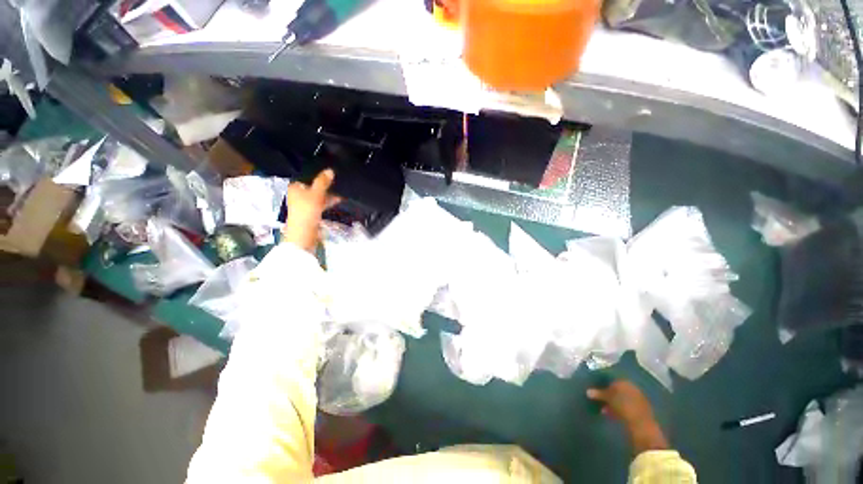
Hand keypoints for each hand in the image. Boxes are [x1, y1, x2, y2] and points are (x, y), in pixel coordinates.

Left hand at [282, 169, 337, 251]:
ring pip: (318, 196)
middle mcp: (298, 194)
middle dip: (325, 185)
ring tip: (341, 191)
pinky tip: (338, 200)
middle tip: (338, 181)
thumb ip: (323, 182)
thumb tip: (330, 170)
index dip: (318, 175)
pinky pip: (321, 204)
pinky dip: (328, 202)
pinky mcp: (311, 213)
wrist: (304, 233)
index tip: (331, 173)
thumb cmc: (307, 211)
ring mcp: (305, 205)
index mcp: (295, 187)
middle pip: (313, 186)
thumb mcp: (316, 194)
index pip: (307, 177)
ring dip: (328, 194)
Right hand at [587, 380, 668, 451]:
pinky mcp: (640, 409)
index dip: (602, 382)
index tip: (594, 387)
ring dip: (612, 402)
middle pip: (616, 388)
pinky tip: (612, 414)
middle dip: (607, 393)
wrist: (641, 424)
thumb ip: (598, 393)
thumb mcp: (608, 398)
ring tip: (603, 409)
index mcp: (624, 381)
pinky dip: (618, 408)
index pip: (611, 378)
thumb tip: (588, 391)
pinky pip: (626, 405)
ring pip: (621, 398)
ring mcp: (637, 398)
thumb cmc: (623, 406)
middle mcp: (631, 387)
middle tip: (598, 398)